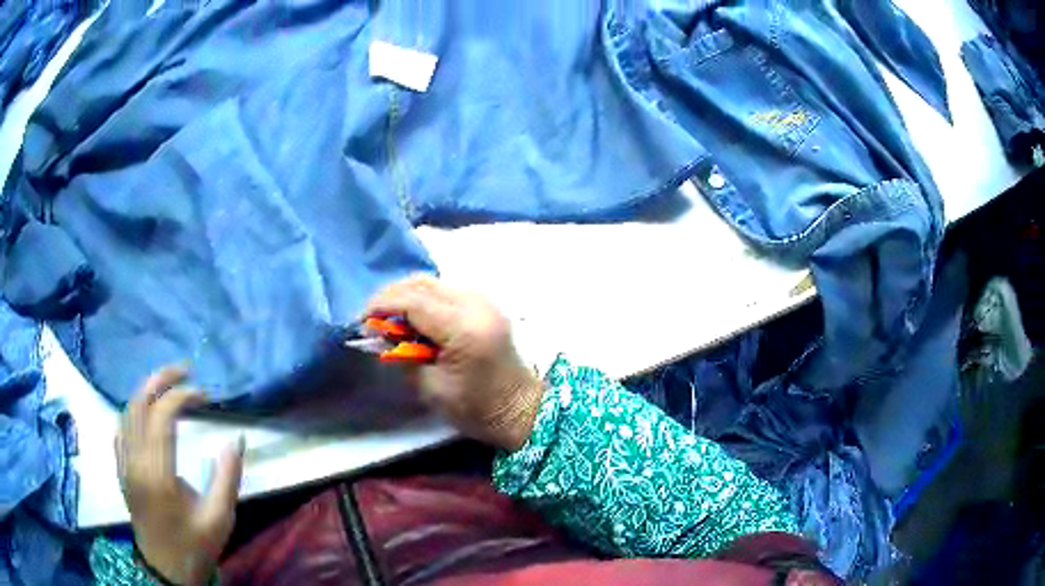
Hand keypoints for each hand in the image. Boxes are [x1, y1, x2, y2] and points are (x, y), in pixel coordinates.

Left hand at [115, 367, 244, 585]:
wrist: (165, 570)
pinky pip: (121, 427)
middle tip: (184, 370)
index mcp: (158, 474)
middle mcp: (135, 461)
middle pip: (139, 403)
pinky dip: (133, 410)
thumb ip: (227, 478)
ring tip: (168, 384)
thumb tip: (236, 438)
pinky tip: (146, 412)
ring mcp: (124, 464)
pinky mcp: (121, 469)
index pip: (162, 415)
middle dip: (160, 378)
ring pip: (127, 411)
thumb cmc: (194, 546)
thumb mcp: (219, 519)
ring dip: (146, 390)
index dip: (183, 395)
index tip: (205, 395)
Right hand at [366, 275, 544, 450]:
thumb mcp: (431, 388)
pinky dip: (424, 299)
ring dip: (406, 295)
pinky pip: (446, 291)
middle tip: (371, 319)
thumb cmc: (477, 409)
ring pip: (433, 283)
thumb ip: (403, 356)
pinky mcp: (485, 305)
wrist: (521, 410)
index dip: (381, 306)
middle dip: (390, 297)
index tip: (360, 321)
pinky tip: (413, 318)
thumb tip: (381, 335)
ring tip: (388, 319)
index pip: (413, 301)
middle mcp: (475, 304)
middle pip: (421, 284)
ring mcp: (484, 301)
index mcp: (463, 327)